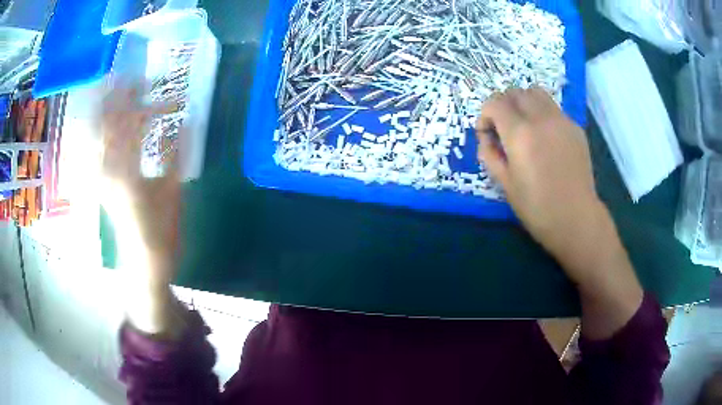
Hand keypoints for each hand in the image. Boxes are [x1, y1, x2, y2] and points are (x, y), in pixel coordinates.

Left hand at [101, 83, 185, 336]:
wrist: (145, 260)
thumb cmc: (162, 230)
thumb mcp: (173, 192)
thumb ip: (175, 155)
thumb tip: (185, 122)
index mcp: (127, 174)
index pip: (128, 127)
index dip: (136, 102)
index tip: (145, 82)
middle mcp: (109, 174)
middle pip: (106, 128)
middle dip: (115, 101)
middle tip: (126, 79)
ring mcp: (103, 179)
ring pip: (99, 138)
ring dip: (106, 113)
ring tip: (114, 92)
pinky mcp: (103, 184)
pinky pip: (98, 151)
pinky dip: (101, 134)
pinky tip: (105, 123)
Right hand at [476, 88, 607, 280]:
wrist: (576, 219)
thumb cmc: (537, 208)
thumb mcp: (504, 184)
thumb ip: (489, 154)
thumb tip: (486, 137)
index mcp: (520, 134)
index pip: (494, 103)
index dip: (485, 115)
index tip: (487, 134)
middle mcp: (541, 119)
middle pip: (515, 92)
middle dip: (503, 104)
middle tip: (503, 127)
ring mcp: (562, 120)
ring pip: (536, 92)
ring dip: (524, 102)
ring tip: (524, 124)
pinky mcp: (575, 127)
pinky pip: (553, 108)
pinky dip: (542, 113)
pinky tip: (546, 137)